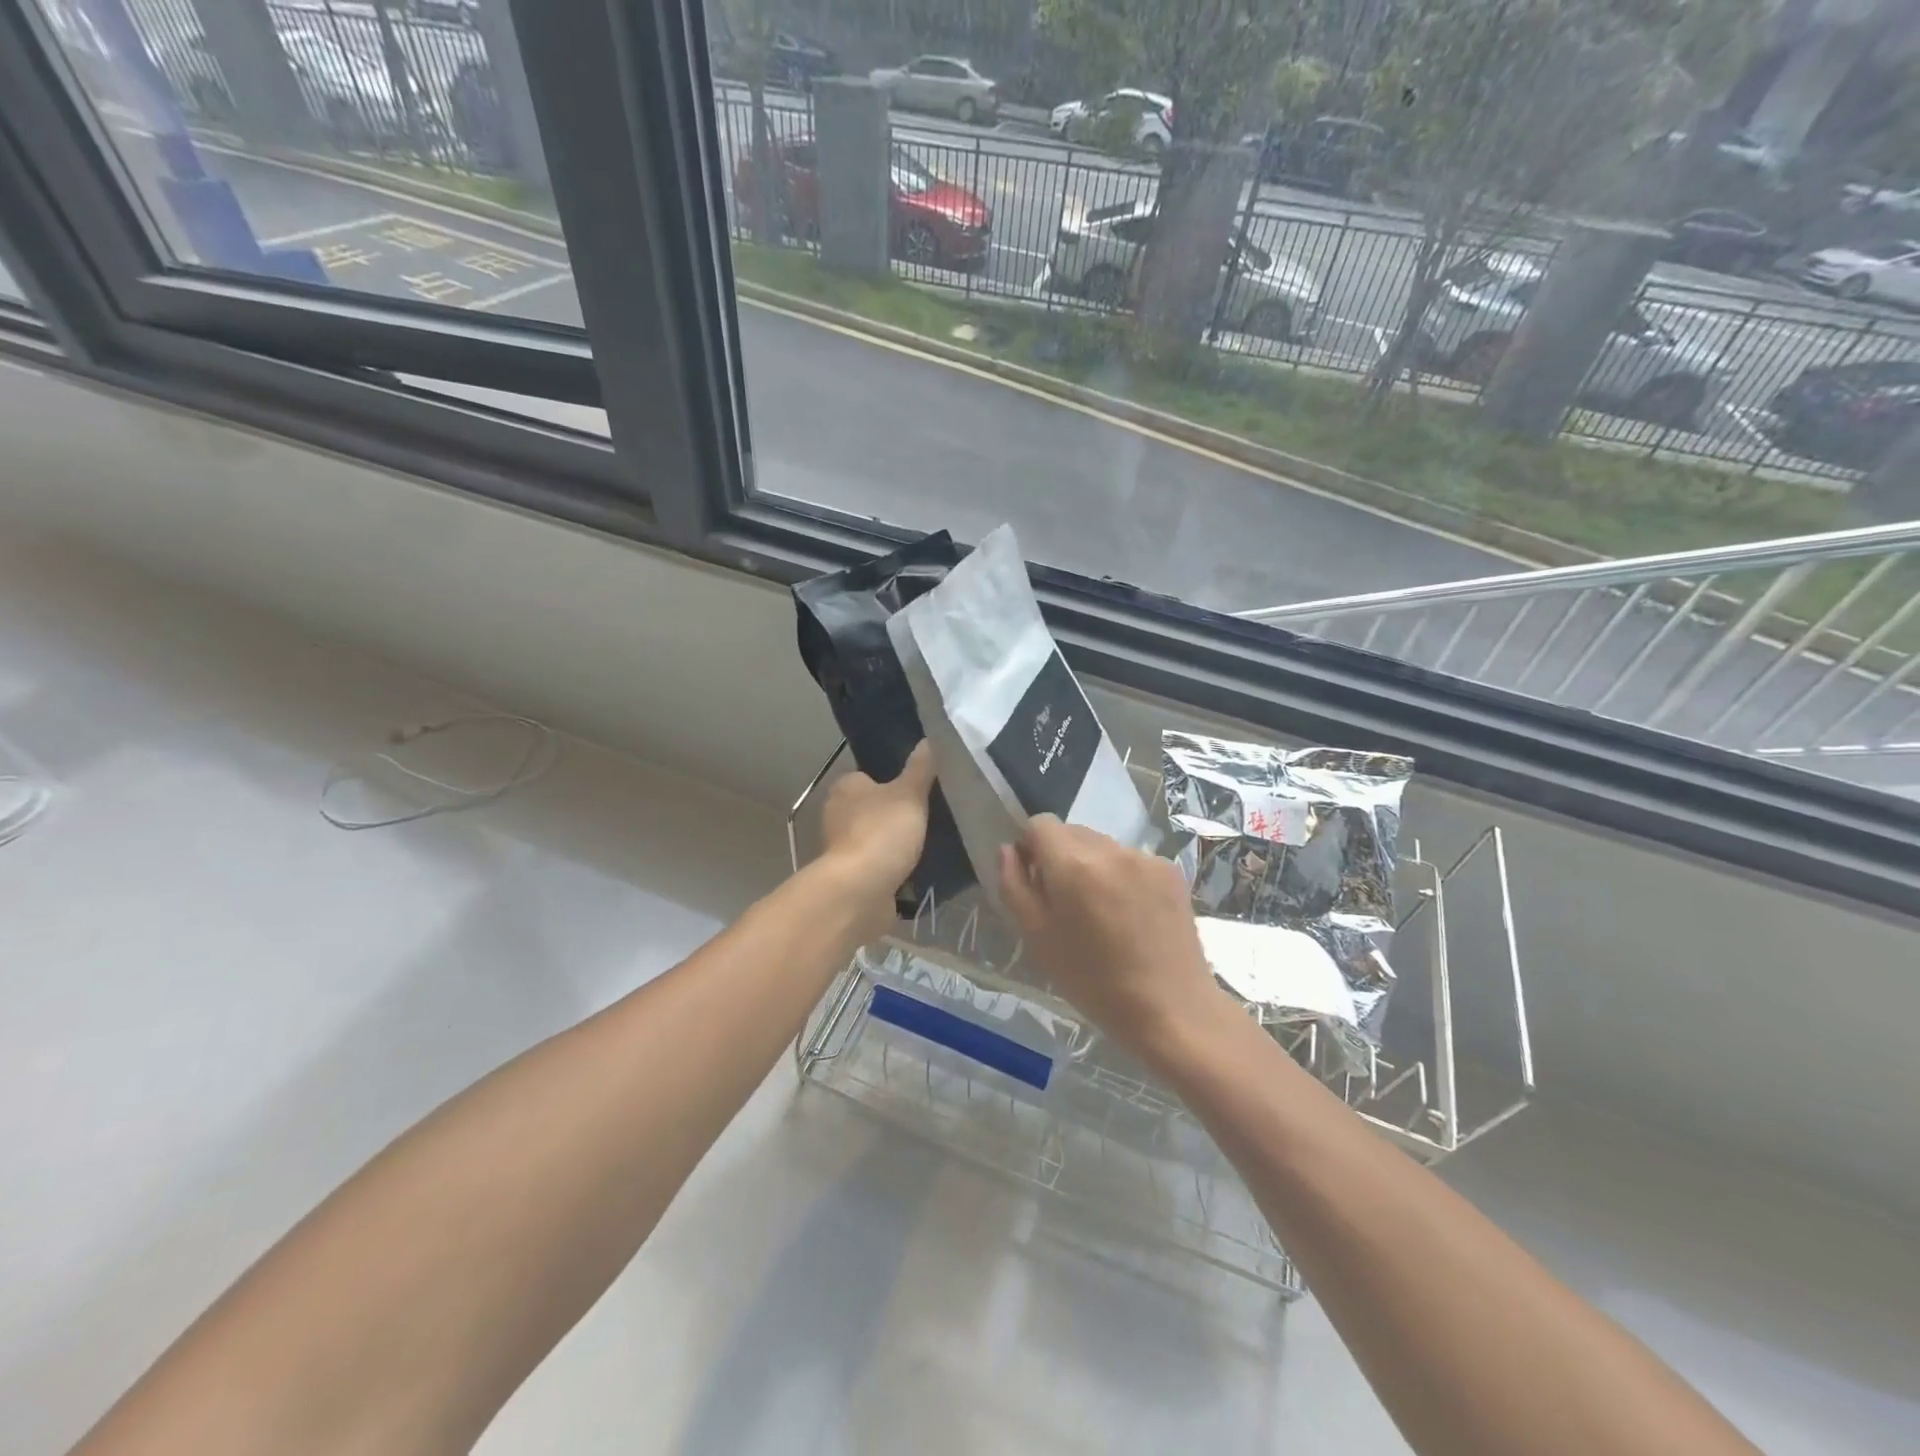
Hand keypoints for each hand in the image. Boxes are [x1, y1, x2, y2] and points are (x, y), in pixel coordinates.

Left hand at [818, 742, 935, 939]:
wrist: (861, 891)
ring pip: (875, 837)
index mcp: (845, 787)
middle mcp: (836, 814)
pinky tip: (916, 869)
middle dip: (895, 815)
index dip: (893, 783)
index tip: (919, 791)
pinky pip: (878, 865)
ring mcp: (842, 848)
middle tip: (929, 817)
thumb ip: (921, 768)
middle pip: (872, 808)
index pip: (869, 777)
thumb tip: (930, 739)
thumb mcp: (909, 794)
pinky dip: (892, 867)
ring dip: (894, 843)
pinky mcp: (851, 877)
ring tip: (928, 843)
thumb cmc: (882, 832)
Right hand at [999, 816, 1228, 1073]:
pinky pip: (1132, 861)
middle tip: (1067, 904)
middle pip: (1072, 833)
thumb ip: (1014, 886)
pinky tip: (1132, 916)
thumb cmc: (1094, 982)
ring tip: (1102, 914)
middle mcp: (1110, 849)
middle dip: (1061, 857)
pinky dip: (1123, 877)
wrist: (1172, 1010)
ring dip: (1093, 867)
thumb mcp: (1037, 939)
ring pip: (1103, 847)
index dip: (1030, 846)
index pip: (1040, 824)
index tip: (1035, 880)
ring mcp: (1145, 858)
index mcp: (1073, 865)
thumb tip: (1009, 850)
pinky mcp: (1172, 871)